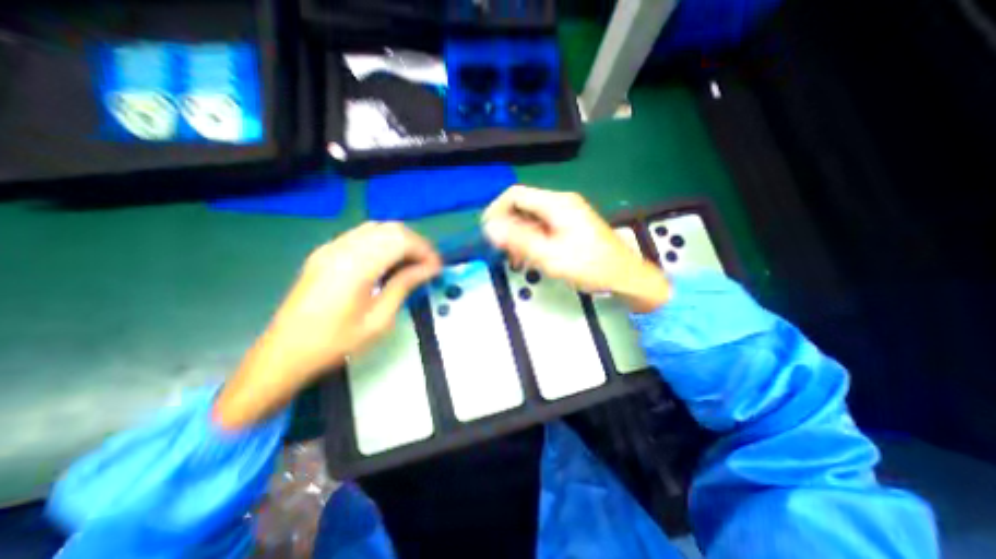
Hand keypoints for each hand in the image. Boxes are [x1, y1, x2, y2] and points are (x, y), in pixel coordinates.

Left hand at [216, 220, 439, 426]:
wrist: (285, 353)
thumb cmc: (336, 343)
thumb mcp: (378, 320)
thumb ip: (404, 286)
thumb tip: (429, 269)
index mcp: (355, 267)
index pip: (400, 240)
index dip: (424, 250)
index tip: (437, 268)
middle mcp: (342, 249)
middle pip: (390, 229)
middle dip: (415, 243)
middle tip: (427, 266)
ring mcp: (330, 248)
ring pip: (376, 228)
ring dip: (399, 241)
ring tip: (411, 263)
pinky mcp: (324, 252)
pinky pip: (361, 235)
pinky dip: (382, 242)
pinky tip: (387, 261)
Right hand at [480, 182, 668, 311]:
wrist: (624, 275)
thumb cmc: (590, 266)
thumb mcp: (550, 256)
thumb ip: (519, 241)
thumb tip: (490, 228)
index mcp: (557, 204)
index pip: (516, 194)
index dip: (496, 210)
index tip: (488, 232)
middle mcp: (561, 203)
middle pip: (523, 206)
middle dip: (508, 227)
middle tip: (503, 252)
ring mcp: (567, 213)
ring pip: (531, 218)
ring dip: (519, 236)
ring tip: (517, 260)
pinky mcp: (570, 225)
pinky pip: (543, 227)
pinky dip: (532, 240)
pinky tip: (531, 257)